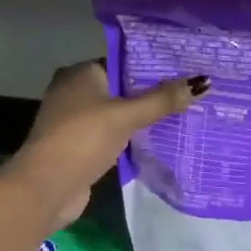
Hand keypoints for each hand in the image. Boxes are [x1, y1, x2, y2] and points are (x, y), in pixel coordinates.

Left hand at [10, 61, 204, 226]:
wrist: (46, 188)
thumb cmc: (83, 139)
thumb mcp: (126, 116)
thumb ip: (162, 100)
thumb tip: (204, 81)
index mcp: (80, 73)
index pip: (123, 62)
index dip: (153, 67)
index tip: (185, 71)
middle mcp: (74, 91)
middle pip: (122, 88)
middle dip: (152, 94)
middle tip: (190, 94)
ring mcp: (75, 121)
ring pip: (118, 114)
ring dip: (143, 118)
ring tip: (184, 115)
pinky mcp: (80, 146)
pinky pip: (113, 135)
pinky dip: (132, 137)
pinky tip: (159, 140)